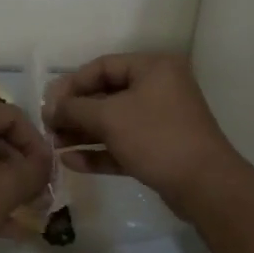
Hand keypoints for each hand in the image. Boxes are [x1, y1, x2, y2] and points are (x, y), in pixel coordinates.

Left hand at [0, 102, 52, 252]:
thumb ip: (34, 170)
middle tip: (42, 194)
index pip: (12, 116)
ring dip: (8, 185)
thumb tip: (46, 161)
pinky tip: (6, 227)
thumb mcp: (5, 190)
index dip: (37, 142)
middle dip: (23, 167)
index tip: (49, 172)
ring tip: (29, 213)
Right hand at [44, 53, 243, 215]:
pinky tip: (71, 162)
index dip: (72, 84)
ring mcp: (160, 121)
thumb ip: (75, 109)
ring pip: (114, 122)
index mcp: (153, 68)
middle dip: (76, 112)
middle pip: (107, 94)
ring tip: (54, 145)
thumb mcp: (110, 117)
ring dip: (83, 133)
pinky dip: (99, 151)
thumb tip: (51, 107)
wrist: (205, 186)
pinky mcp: (160, 150)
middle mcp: (159, 88)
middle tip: (49, 127)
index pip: (103, 66)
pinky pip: (123, 144)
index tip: (49, 104)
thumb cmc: (156, 137)